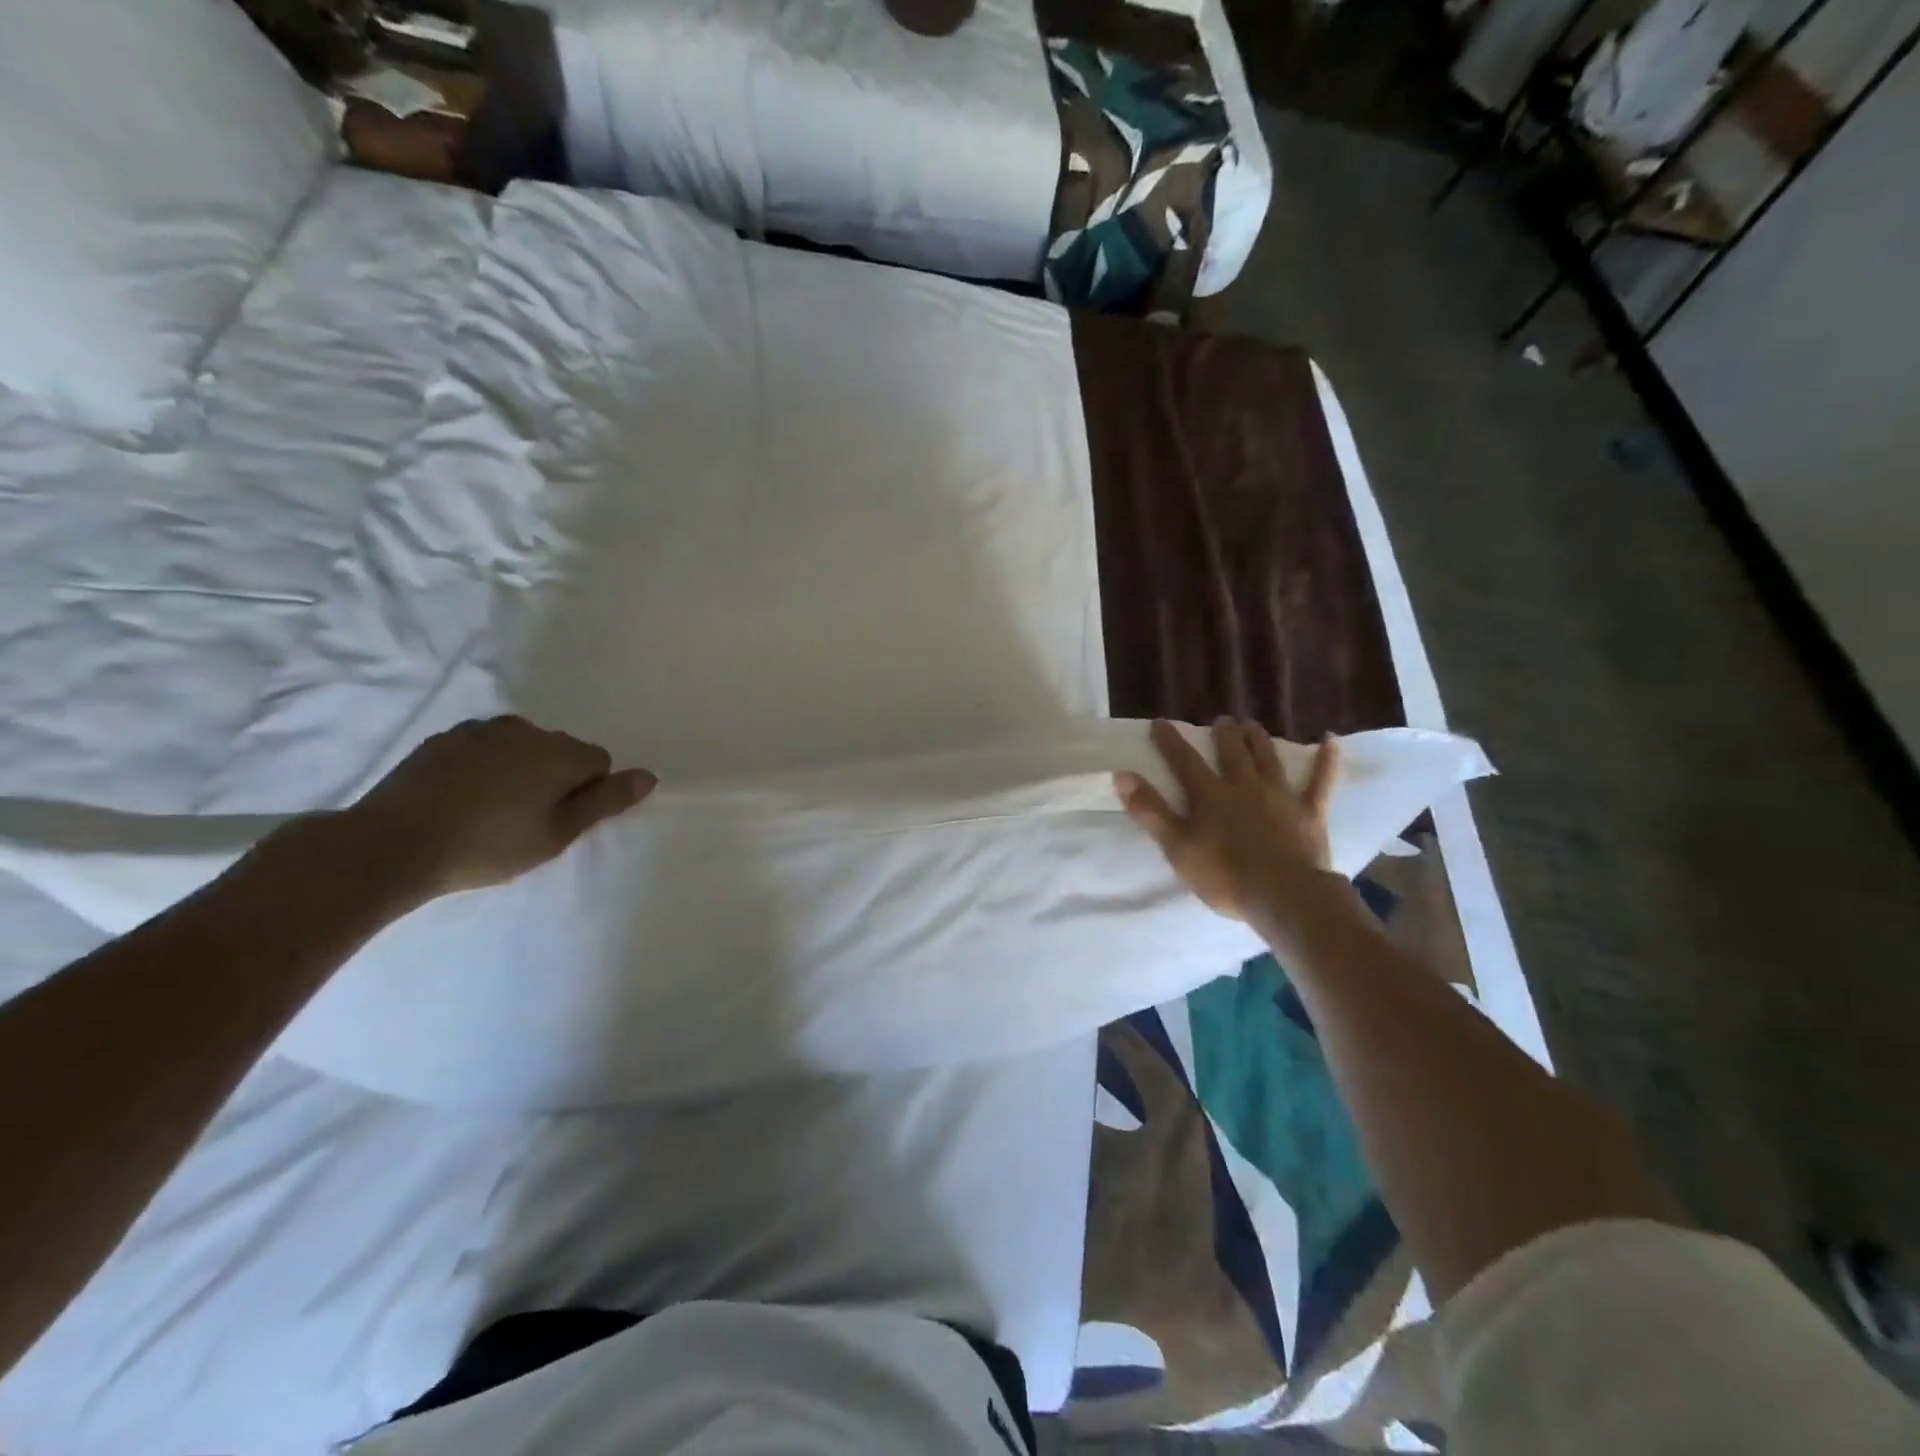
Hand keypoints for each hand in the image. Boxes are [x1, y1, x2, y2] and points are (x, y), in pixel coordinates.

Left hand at [339, 716, 656, 902]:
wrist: (393, 844)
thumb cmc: (489, 846)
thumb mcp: (557, 834)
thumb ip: (606, 801)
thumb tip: (649, 775)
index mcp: (560, 753)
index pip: (600, 762)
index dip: (587, 792)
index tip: (559, 820)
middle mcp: (528, 730)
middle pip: (562, 749)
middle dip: (555, 776)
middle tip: (528, 819)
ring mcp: (482, 729)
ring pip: (523, 745)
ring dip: (521, 768)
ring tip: (493, 807)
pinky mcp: (445, 737)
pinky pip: (486, 745)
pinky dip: (486, 764)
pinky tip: (463, 796)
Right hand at [1115, 717, 1340, 923]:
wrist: (1284, 896)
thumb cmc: (1224, 876)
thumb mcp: (1176, 847)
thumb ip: (1150, 811)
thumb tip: (1122, 775)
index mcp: (1210, 795)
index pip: (1184, 761)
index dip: (1170, 741)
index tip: (1160, 722)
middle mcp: (1244, 786)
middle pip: (1232, 752)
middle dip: (1224, 734)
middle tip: (1222, 720)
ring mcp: (1280, 795)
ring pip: (1268, 758)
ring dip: (1259, 740)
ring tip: (1252, 725)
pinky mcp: (1309, 812)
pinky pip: (1320, 781)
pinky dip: (1326, 760)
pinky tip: (1330, 740)